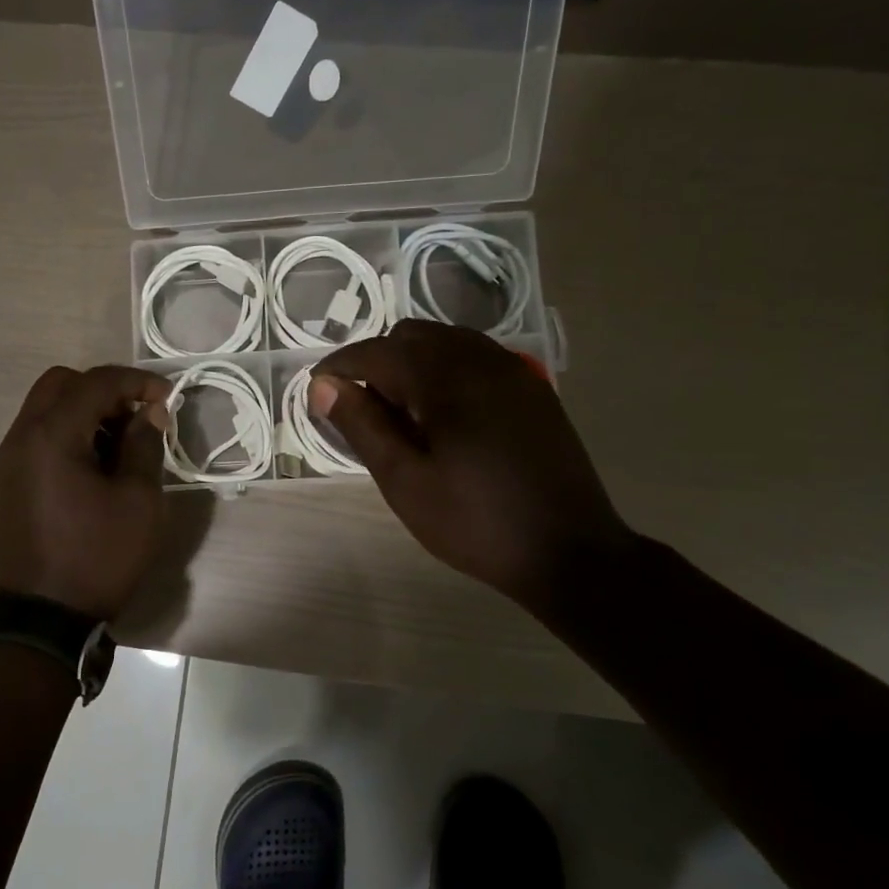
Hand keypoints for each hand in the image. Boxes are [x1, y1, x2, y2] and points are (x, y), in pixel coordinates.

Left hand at [0, 365, 170, 619]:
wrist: (47, 619)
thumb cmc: (100, 557)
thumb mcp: (139, 500)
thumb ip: (144, 445)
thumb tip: (149, 413)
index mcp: (51, 436)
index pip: (95, 382)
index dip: (136, 382)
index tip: (167, 397)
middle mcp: (20, 438)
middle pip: (60, 384)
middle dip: (103, 390)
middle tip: (136, 416)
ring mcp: (7, 463)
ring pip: (44, 410)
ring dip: (83, 412)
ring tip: (118, 445)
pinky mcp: (5, 485)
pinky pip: (35, 439)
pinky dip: (65, 435)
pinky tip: (92, 468)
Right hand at [312, 320, 635, 619]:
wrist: (570, 551)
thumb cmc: (475, 522)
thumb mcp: (405, 481)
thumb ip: (362, 426)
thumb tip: (323, 386)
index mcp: (446, 379)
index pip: (377, 352)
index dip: (340, 367)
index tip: (317, 391)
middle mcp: (480, 359)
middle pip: (412, 336)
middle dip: (377, 361)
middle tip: (362, 409)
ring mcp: (512, 370)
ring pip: (446, 342)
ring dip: (412, 363)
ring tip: (401, 412)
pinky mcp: (532, 389)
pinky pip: (476, 357)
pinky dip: (445, 369)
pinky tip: (444, 414)